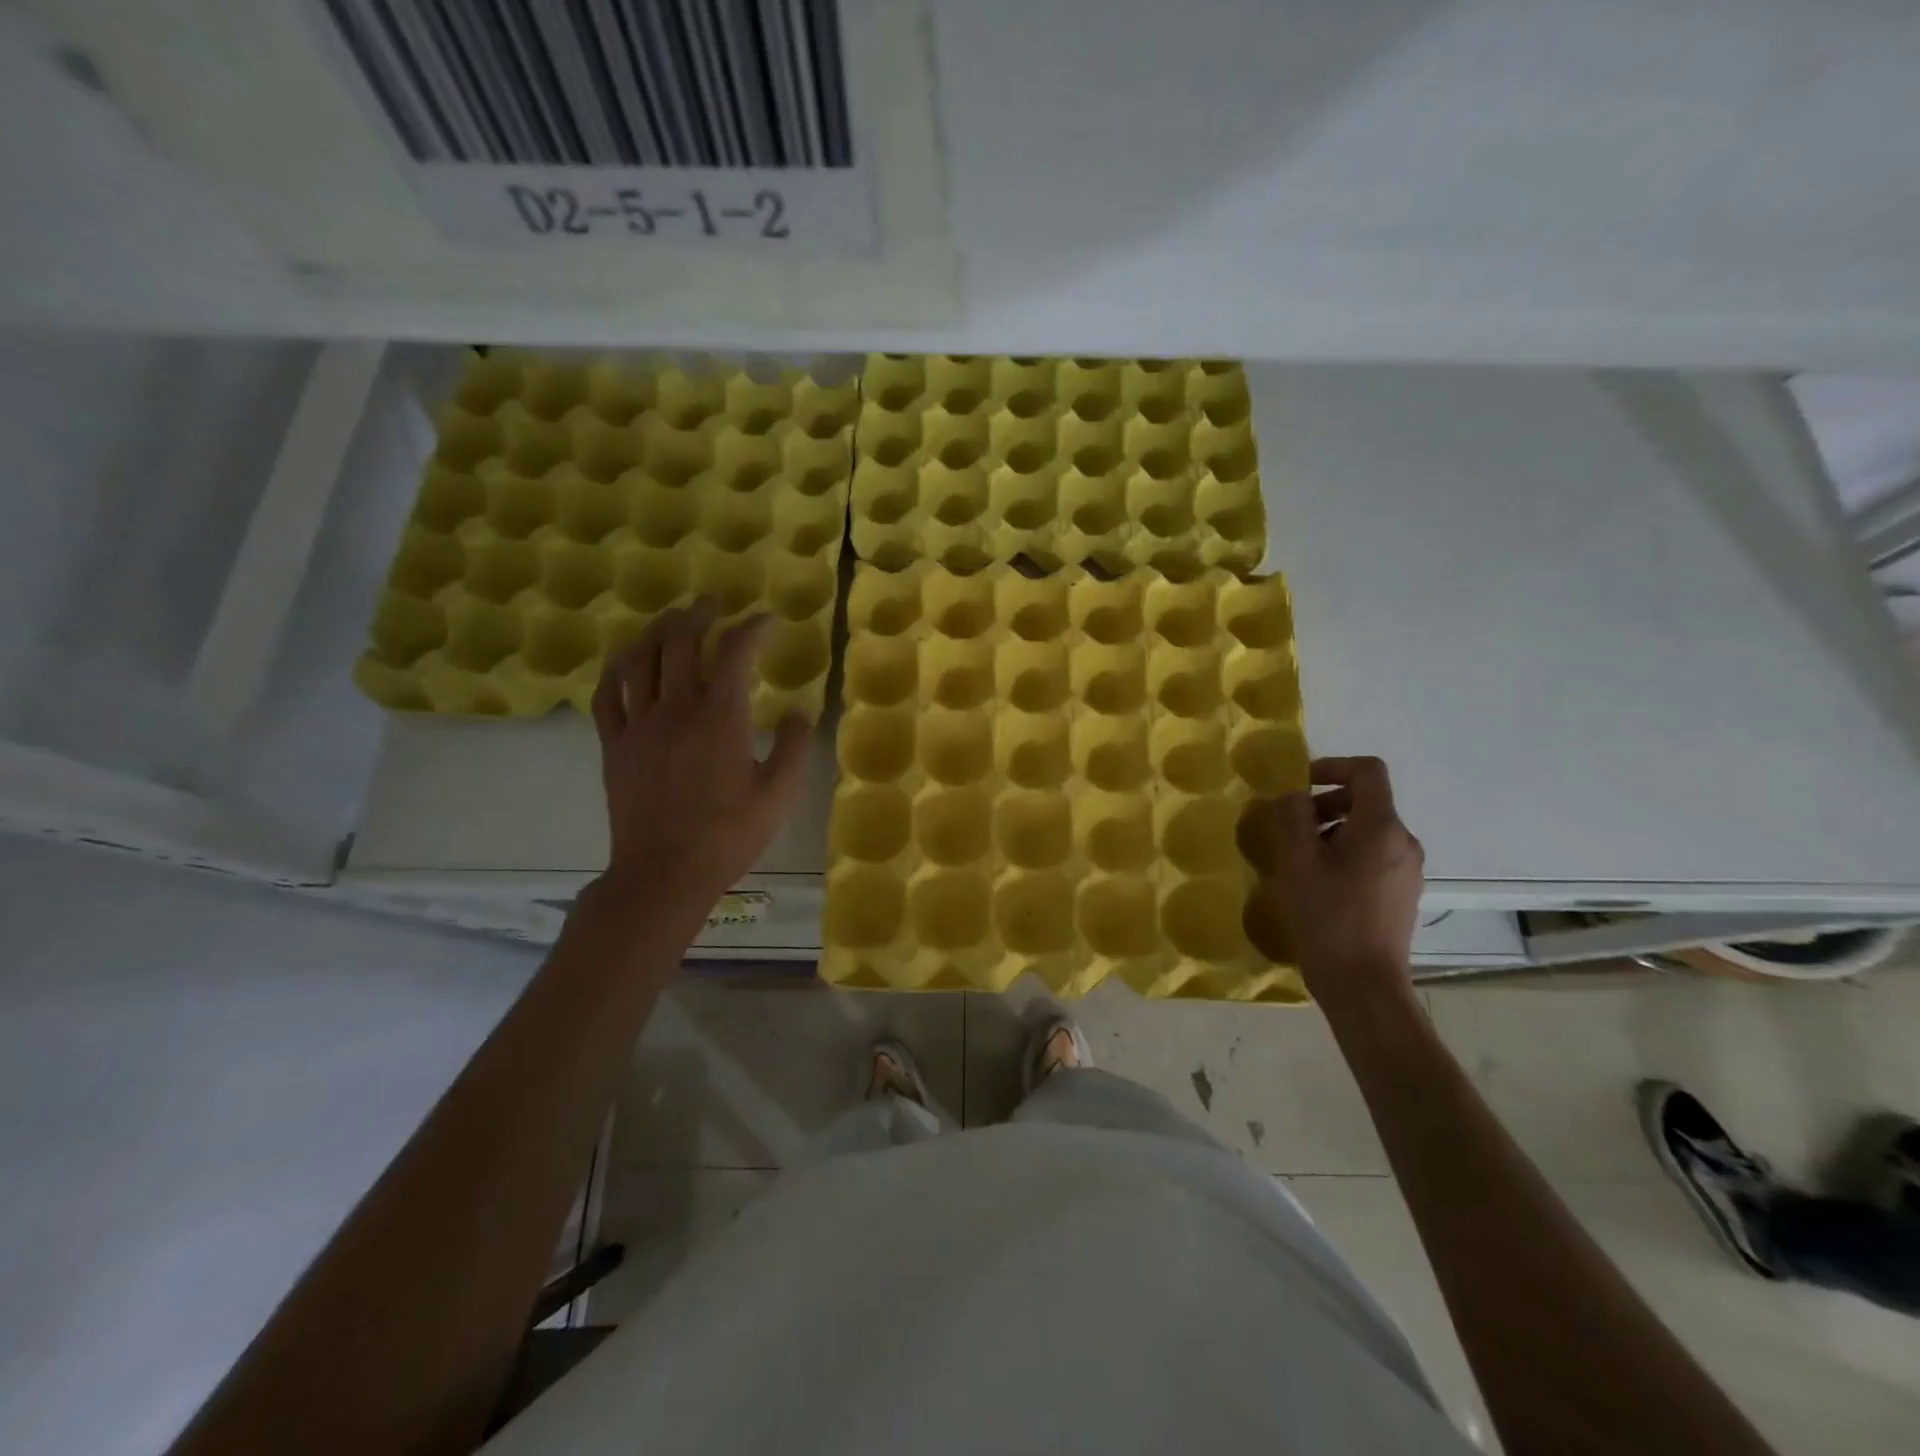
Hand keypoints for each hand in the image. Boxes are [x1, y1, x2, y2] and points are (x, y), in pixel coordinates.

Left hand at [590, 599, 809, 912]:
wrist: (664, 873)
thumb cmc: (729, 835)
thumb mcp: (780, 794)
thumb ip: (796, 747)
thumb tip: (799, 714)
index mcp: (720, 716)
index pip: (735, 652)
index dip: (753, 628)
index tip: (768, 620)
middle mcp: (676, 708)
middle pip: (680, 640)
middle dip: (700, 613)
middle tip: (714, 602)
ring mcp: (639, 724)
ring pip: (640, 658)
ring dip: (657, 630)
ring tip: (672, 620)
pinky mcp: (615, 744)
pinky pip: (607, 694)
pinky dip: (617, 669)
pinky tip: (627, 662)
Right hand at [1242, 756, 1423, 1007]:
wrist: (1363, 983)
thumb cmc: (1327, 915)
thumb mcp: (1297, 860)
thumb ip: (1292, 816)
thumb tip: (1293, 794)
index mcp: (1382, 827)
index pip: (1368, 771)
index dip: (1332, 766)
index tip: (1299, 785)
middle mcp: (1404, 842)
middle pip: (1367, 801)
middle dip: (1325, 803)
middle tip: (1290, 826)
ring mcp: (1408, 870)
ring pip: (1368, 831)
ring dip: (1332, 830)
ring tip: (1299, 858)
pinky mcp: (1402, 894)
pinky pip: (1374, 857)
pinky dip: (1344, 854)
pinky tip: (1318, 883)